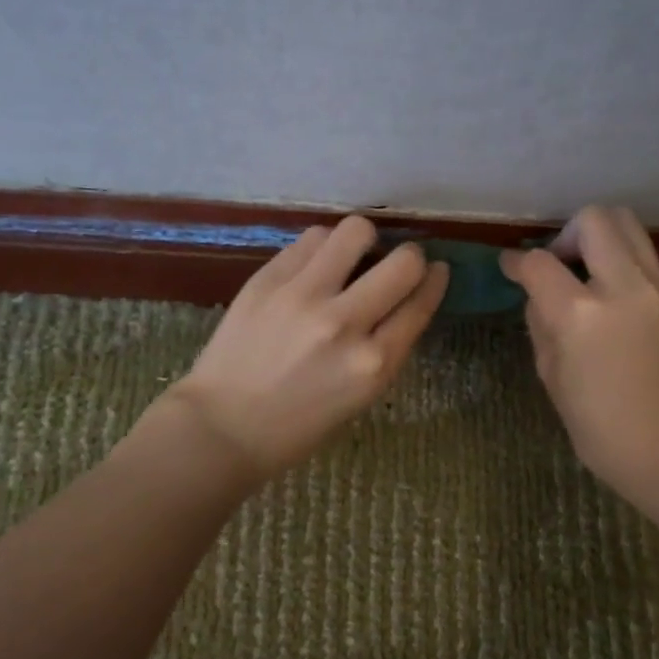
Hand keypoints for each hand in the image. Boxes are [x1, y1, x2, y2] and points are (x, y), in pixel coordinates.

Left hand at [166, 216, 448, 477]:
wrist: (222, 427)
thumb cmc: (297, 426)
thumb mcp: (360, 396)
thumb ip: (386, 347)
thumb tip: (404, 297)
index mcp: (373, 364)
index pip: (421, 303)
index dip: (435, 280)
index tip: (436, 270)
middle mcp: (344, 324)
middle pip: (404, 261)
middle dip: (409, 258)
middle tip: (394, 266)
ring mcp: (303, 297)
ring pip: (356, 231)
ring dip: (363, 242)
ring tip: (349, 259)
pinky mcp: (267, 280)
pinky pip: (311, 238)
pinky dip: (323, 247)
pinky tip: (315, 266)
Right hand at [502, 206, 658, 493]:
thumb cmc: (603, 430)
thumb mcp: (553, 378)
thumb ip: (541, 325)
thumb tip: (540, 296)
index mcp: (582, 314)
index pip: (540, 262)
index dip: (517, 262)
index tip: (512, 268)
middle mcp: (625, 287)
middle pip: (594, 219)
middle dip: (566, 233)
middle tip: (559, 266)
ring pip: (629, 228)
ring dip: (600, 241)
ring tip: (588, 278)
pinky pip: (647, 263)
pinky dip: (624, 268)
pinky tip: (618, 306)